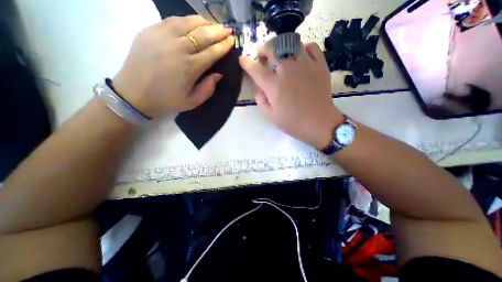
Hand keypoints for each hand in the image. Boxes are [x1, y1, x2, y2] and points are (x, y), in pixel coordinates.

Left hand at [113, 15, 234, 116]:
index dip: (223, 46)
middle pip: (203, 35)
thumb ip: (208, 89)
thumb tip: (219, 74)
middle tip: (228, 30)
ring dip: (204, 22)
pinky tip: (194, 22)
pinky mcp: (150, 30)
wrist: (134, 94)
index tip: (232, 40)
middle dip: (218, 31)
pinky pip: (173, 20)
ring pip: (188, 22)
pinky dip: (187, 19)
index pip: (212, 52)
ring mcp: (162, 36)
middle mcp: (178, 48)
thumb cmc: (167, 100)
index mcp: (189, 68)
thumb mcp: (192, 101)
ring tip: (214, 25)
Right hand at [240, 41, 342, 149]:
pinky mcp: (320, 65)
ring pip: (290, 43)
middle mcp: (288, 71)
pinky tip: (300, 56)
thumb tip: (257, 84)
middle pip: (272, 48)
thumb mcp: (270, 115)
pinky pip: (311, 46)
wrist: (319, 123)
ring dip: (281, 47)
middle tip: (263, 56)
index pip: (256, 69)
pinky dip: (303, 48)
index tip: (243, 60)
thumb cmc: (292, 122)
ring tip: (280, 56)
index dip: (247, 63)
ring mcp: (305, 65)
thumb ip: (260, 98)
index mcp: (274, 86)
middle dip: (263, 49)